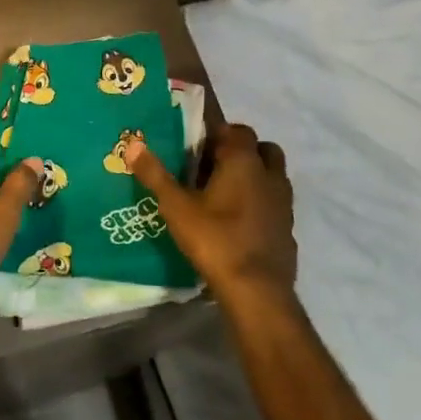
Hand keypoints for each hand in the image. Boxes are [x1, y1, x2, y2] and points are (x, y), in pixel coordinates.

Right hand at [128, 123, 295, 306]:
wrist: (257, 291)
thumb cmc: (215, 239)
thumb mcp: (176, 207)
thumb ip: (155, 175)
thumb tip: (132, 145)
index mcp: (243, 160)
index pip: (234, 128)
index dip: (215, 129)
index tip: (196, 138)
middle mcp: (269, 173)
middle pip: (259, 147)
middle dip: (238, 149)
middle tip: (209, 163)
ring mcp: (283, 202)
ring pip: (272, 173)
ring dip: (254, 173)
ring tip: (225, 189)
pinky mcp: (288, 227)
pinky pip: (275, 202)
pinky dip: (261, 201)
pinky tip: (239, 219)